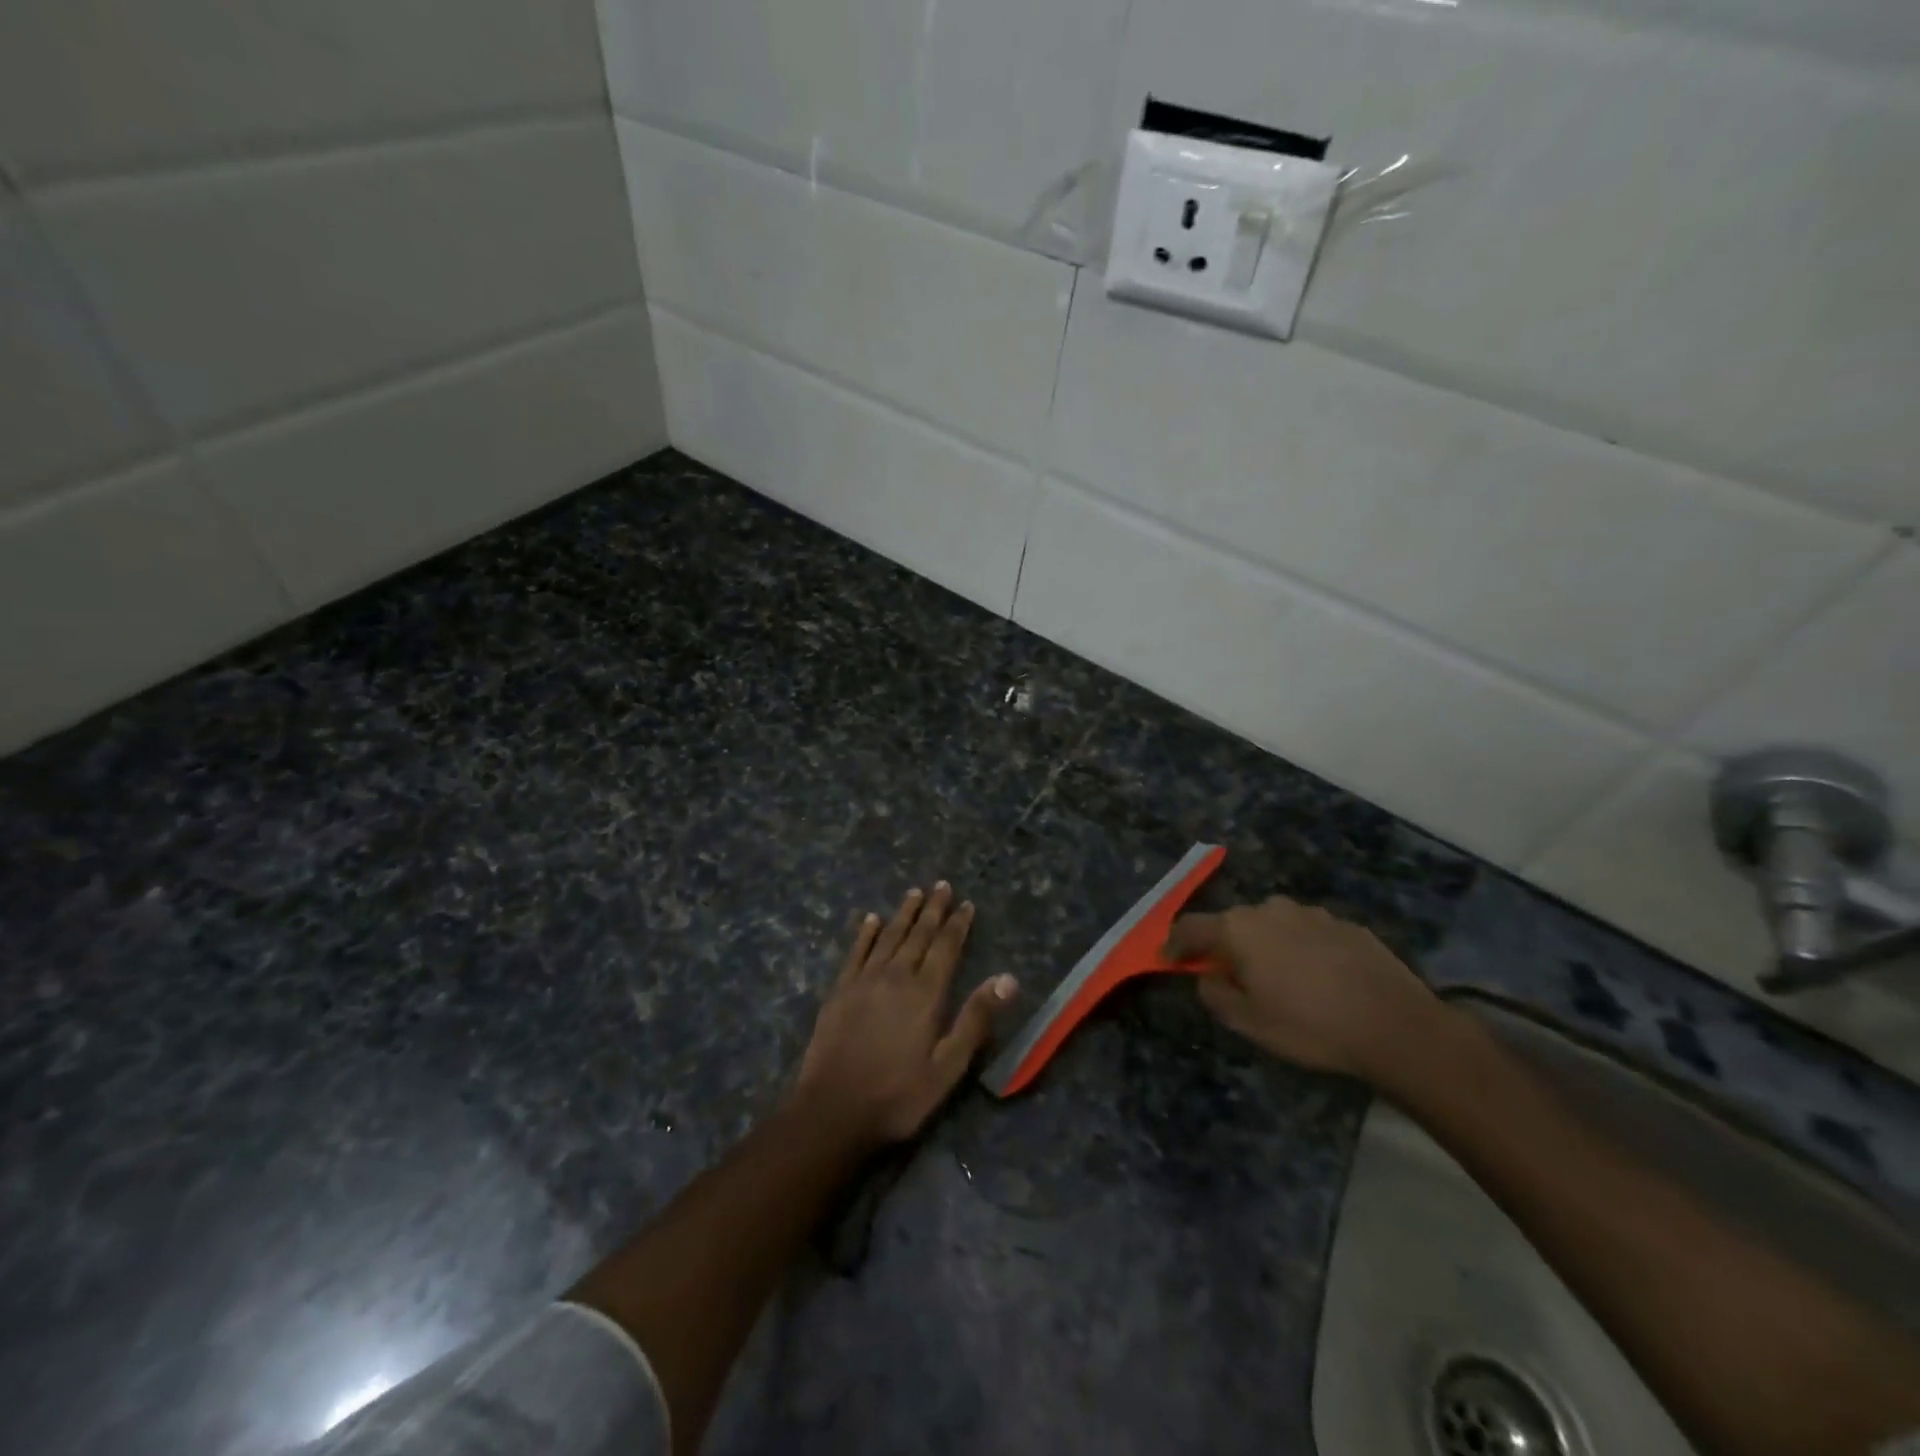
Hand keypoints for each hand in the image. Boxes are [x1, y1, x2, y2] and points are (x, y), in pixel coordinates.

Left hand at [796, 882, 1016, 1146]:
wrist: (833, 1111)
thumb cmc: (898, 1095)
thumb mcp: (948, 1066)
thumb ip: (975, 1019)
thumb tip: (1008, 978)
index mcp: (926, 993)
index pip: (946, 948)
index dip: (958, 924)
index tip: (966, 903)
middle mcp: (896, 976)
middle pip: (918, 934)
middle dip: (932, 909)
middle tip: (941, 885)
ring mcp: (864, 981)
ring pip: (888, 936)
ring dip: (903, 913)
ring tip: (914, 892)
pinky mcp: (839, 991)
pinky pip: (855, 952)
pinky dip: (864, 933)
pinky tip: (870, 919)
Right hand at [1164, 896, 1442, 1081]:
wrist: (1396, 1025)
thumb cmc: (1310, 1026)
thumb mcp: (1250, 1023)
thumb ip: (1216, 995)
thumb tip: (1207, 977)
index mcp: (1238, 930)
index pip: (1190, 927)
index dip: (1174, 944)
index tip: (1167, 959)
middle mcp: (1269, 910)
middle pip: (1233, 923)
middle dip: (1225, 946)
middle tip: (1230, 977)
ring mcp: (1310, 913)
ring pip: (1272, 925)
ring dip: (1265, 945)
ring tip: (1280, 979)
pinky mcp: (1345, 923)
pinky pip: (1307, 932)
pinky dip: (1301, 949)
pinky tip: (1318, 979)